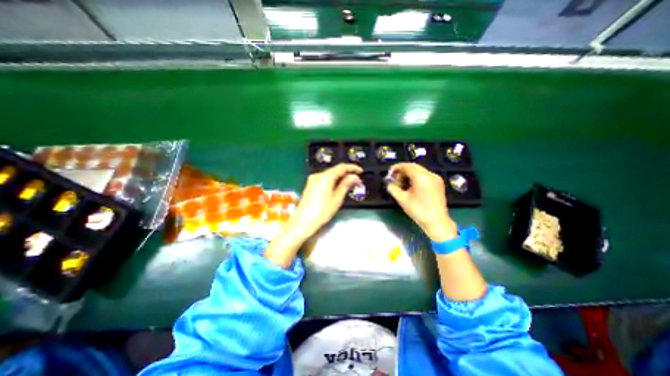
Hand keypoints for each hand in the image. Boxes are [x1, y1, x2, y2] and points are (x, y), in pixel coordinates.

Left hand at [290, 163, 360, 239]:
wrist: (303, 222)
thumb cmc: (321, 212)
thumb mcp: (337, 199)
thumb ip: (346, 185)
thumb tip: (354, 177)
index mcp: (325, 177)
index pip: (342, 167)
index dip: (352, 168)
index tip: (360, 171)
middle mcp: (317, 175)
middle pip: (335, 170)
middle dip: (347, 174)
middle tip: (356, 181)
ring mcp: (312, 180)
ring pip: (329, 174)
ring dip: (340, 178)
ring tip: (349, 185)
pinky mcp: (310, 185)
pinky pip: (324, 179)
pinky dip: (332, 181)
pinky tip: (337, 187)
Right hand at [385, 162, 458, 241]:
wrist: (437, 222)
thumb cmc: (418, 211)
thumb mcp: (402, 199)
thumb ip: (393, 189)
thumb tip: (389, 184)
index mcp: (421, 177)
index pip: (407, 166)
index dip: (396, 168)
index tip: (390, 173)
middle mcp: (430, 175)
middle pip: (413, 167)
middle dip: (402, 172)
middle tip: (395, 180)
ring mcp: (436, 179)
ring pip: (419, 171)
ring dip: (409, 175)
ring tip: (402, 185)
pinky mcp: (438, 184)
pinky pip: (425, 176)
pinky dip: (416, 178)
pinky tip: (411, 187)